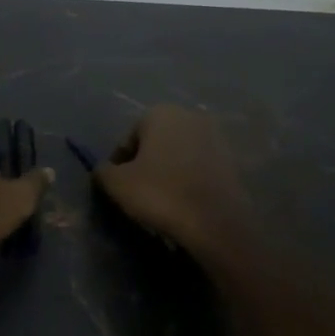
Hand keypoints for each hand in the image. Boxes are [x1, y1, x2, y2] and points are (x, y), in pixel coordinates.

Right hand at [93, 105, 250, 251]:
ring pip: (178, 155)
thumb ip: (103, 171)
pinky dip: (188, 180)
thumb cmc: (161, 194)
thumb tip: (104, 170)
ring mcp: (215, 137)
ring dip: (167, 172)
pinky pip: (199, 168)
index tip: (118, 187)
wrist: (217, 222)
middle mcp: (190, 116)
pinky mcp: (231, 160)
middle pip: (155, 142)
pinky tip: (183, 203)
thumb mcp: (118, 184)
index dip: (119, 164)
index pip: (128, 138)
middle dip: (145, 164)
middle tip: (138, 193)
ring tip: (161, 201)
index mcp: (160, 113)